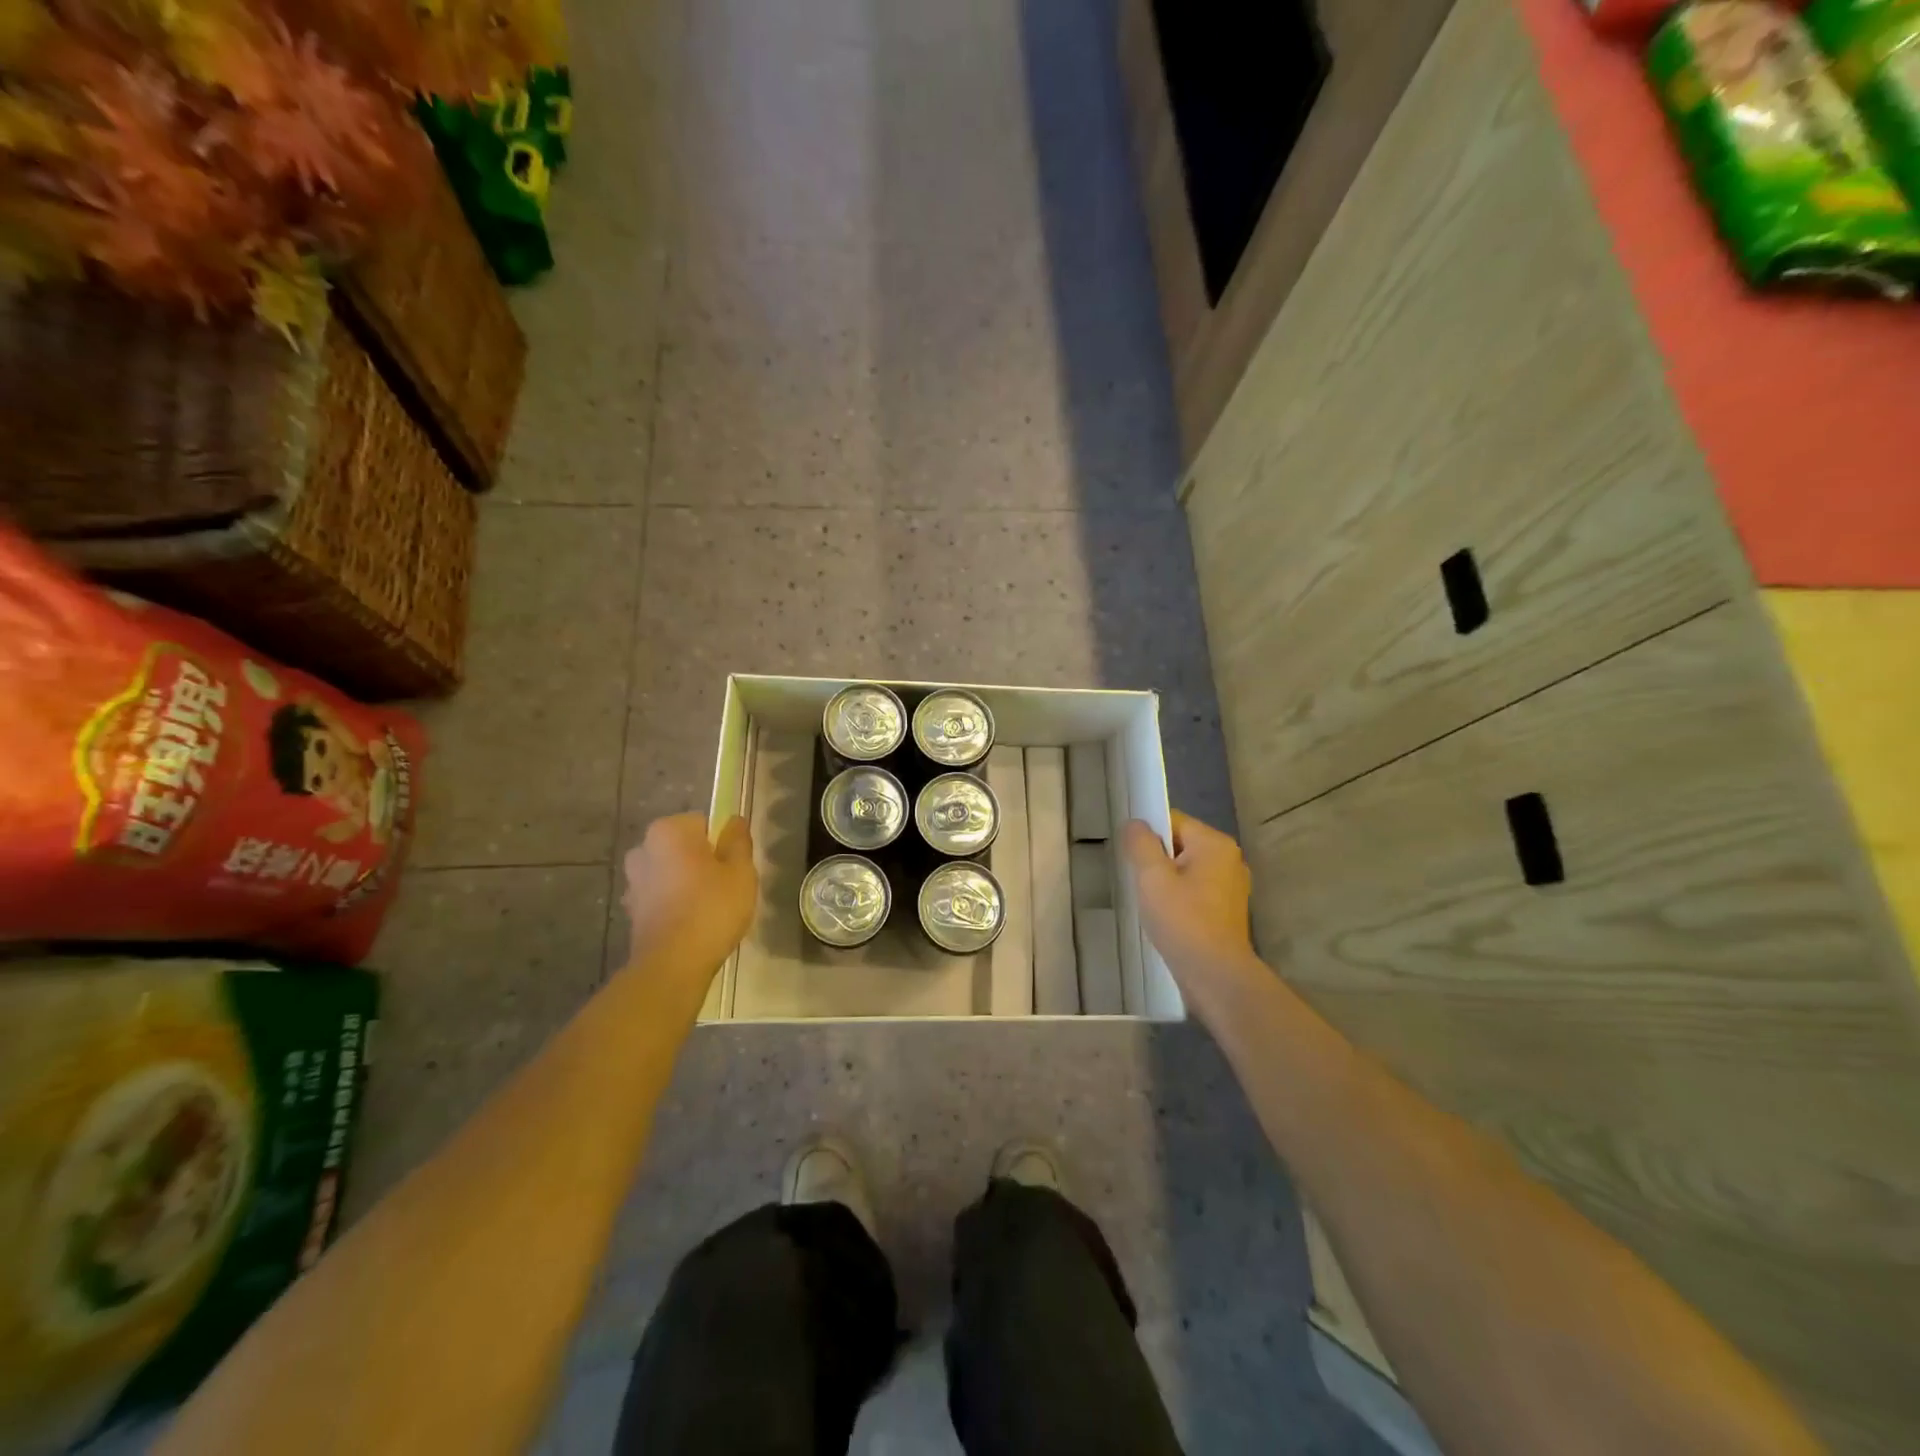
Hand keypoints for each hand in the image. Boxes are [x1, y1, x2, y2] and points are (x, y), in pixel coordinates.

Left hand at [621, 814, 757, 989]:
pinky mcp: (631, 910)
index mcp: (668, 831)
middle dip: (701, 861)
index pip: (702, 822)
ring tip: (709, 909)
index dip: (721, 842)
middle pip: (683, 847)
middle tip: (725, 887)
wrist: (673, 964)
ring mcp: (633, 881)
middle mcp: (643, 849)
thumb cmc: (712, 908)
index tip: (733, 866)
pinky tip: (691, 924)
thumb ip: (738, 841)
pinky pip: (660, 896)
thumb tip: (734, 821)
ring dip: (685, 883)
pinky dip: (674, 903)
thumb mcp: (741, 871)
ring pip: (670, 872)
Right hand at [1121, 810, 1263, 1012]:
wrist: (1215, 976)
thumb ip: (1140, 843)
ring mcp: (1232, 886)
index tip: (1131, 858)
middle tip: (1138, 882)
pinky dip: (1180, 898)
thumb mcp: (1152, 877)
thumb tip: (1135, 823)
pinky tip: (1167, 918)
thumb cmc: (1183, 920)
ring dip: (1167, 881)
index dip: (1148, 835)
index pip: (1173, 821)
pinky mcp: (1228, 911)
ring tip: (1151, 902)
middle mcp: (1229, 859)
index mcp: (1215, 844)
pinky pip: (1196, 891)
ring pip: (1187, 870)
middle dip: (1156, 860)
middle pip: (1180, 845)